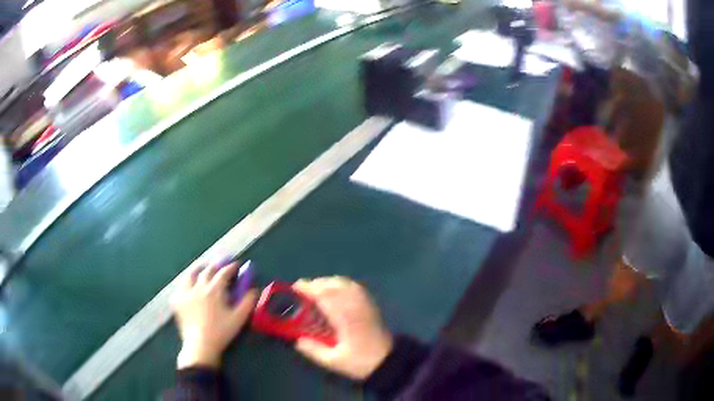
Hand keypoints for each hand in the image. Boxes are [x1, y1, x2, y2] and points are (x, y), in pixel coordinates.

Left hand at [171, 262, 257, 368]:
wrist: (200, 345)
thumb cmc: (221, 332)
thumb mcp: (239, 318)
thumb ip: (248, 302)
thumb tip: (254, 289)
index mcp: (214, 290)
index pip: (223, 273)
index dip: (231, 267)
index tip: (237, 264)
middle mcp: (198, 287)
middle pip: (207, 270)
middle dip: (215, 265)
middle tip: (221, 264)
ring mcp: (185, 293)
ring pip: (190, 275)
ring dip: (198, 269)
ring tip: (202, 269)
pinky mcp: (176, 301)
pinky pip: (179, 288)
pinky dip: (185, 285)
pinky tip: (187, 288)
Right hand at [293, 277, 392, 379]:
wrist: (387, 361)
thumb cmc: (360, 361)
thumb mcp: (333, 361)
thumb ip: (313, 351)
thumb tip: (297, 340)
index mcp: (345, 319)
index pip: (324, 296)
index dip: (309, 289)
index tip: (295, 287)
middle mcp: (355, 306)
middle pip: (334, 285)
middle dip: (316, 283)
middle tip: (302, 290)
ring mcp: (365, 303)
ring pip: (345, 283)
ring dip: (328, 282)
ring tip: (316, 289)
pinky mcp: (371, 305)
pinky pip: (355, 287)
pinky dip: (342, 284)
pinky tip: (336, 290)